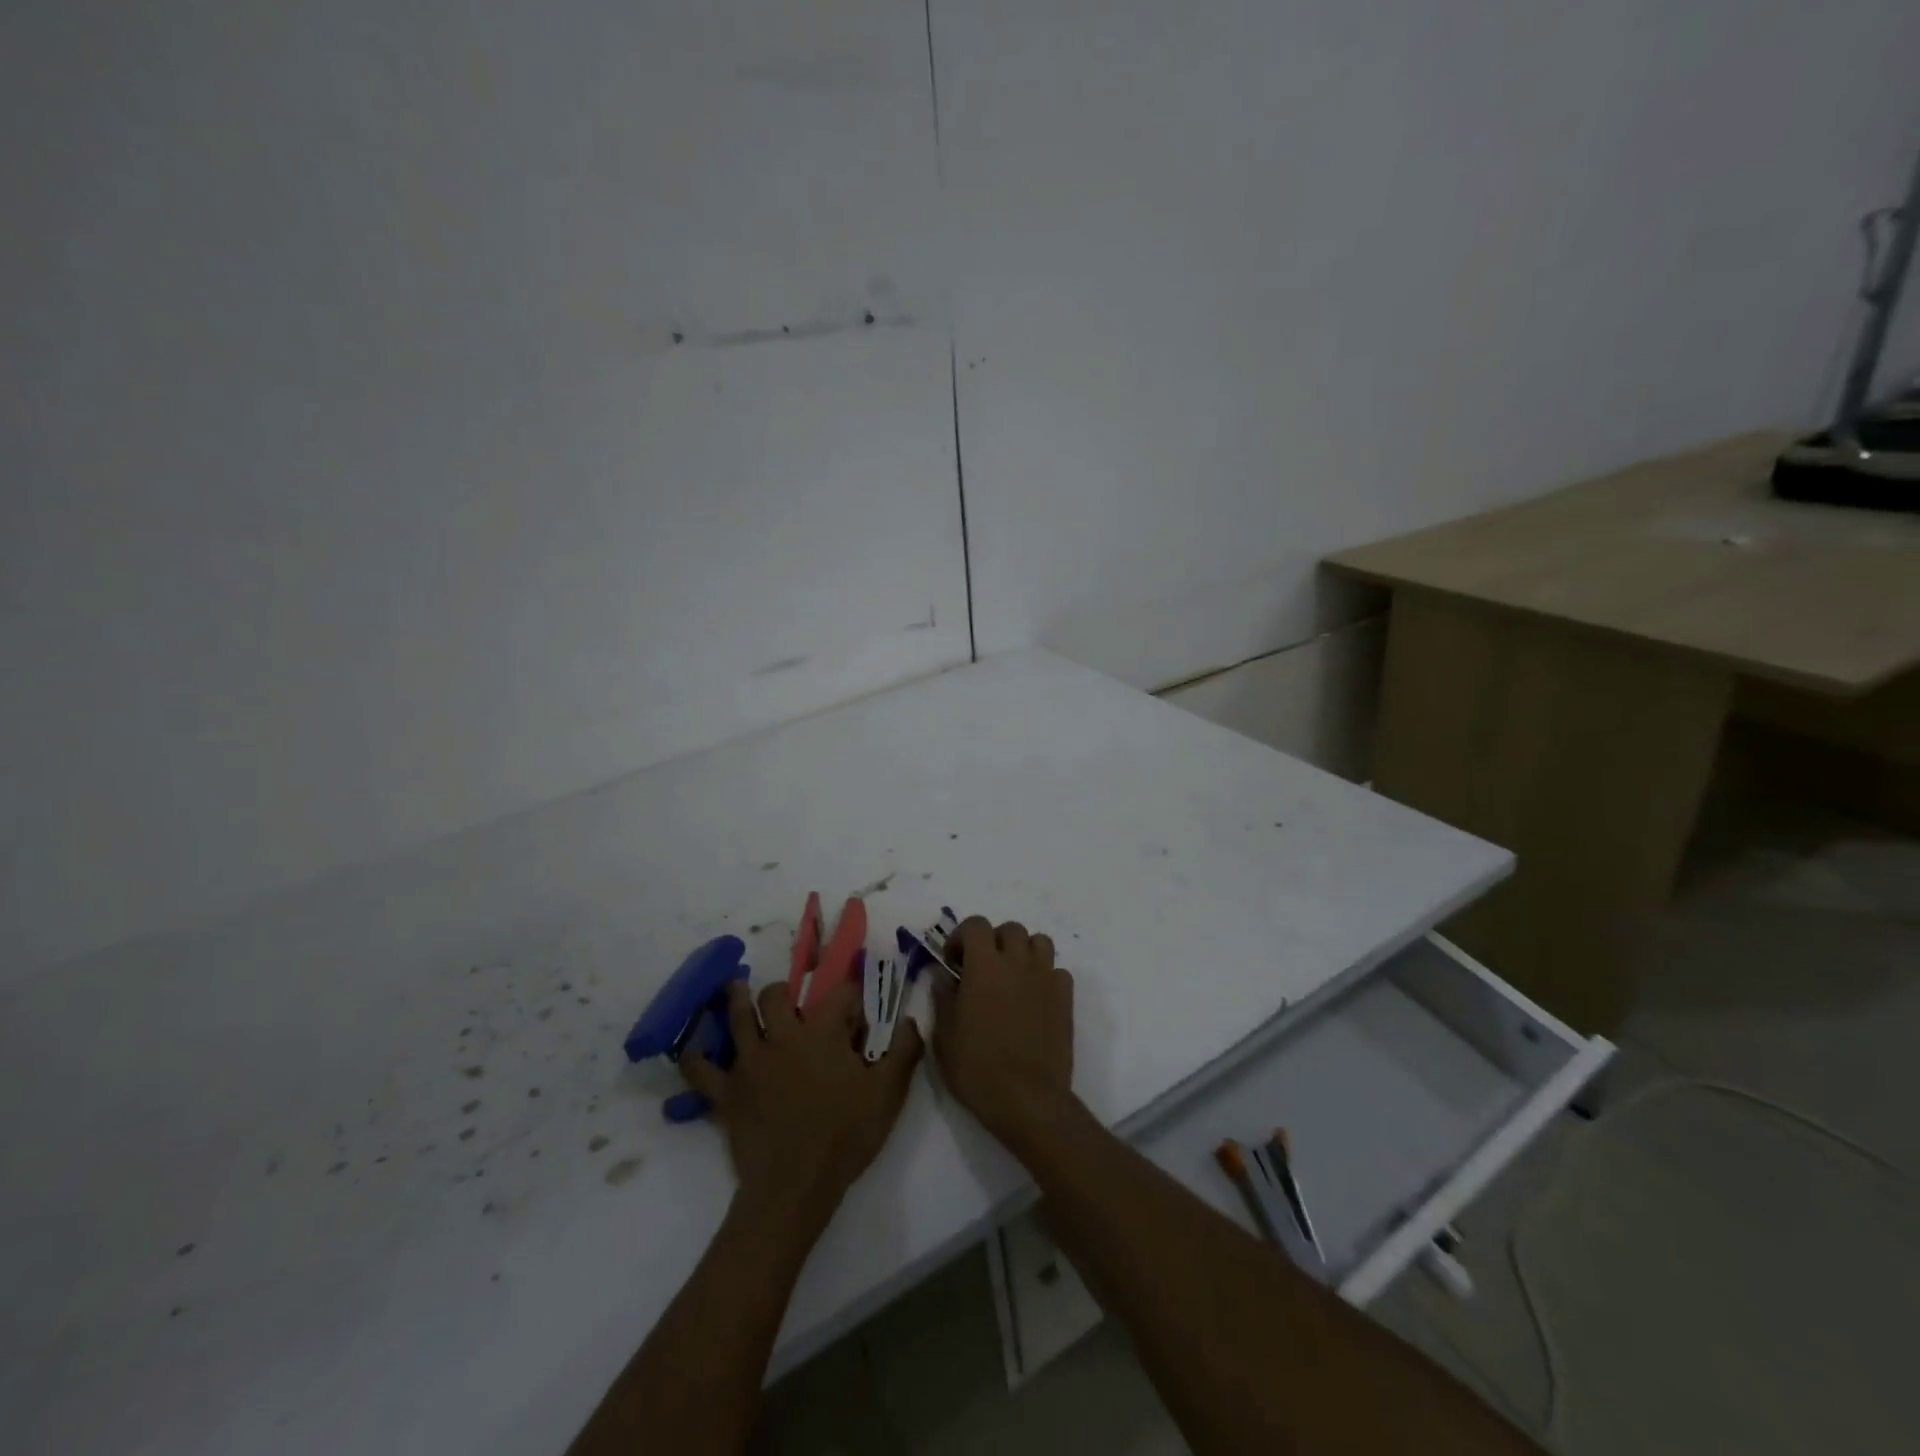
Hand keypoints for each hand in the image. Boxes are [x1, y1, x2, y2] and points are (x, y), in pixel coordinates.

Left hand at [682, 980, 922, 1226]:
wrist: (795, 1187)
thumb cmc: (845, 1136)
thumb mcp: (888, 1094)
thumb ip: (904, 1051)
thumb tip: (910, 1019)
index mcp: (822, 1032)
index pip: (838, 993)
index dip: (850, 994)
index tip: (857, 1007)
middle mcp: (782, 1036)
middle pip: (776, 995)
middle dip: (784, 991)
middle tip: (791, 1001)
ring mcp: (749, 1062)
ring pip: (736, 1017)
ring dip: (736, 999)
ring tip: (736, 987)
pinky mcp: (727, 1091)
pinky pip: (700, 1067)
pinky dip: (695, 1053)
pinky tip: (695, 1043)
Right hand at [931, 918, 1075, 1144]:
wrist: (1027, 1099)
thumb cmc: (977, 1067)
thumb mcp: (944, 1036)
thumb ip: (942, 997)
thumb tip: (943, 975)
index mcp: (984, 966)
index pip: (975, 924)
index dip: (961, 936)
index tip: (953, 962)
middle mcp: (1018, 962)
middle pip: (1010, 929)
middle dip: (994, 941)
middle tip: (982, 968)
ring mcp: (1045, 978)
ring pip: (1040, 942)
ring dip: (1024, 951)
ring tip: (1012, 977)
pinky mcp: (1065, 999)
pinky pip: (1058, 972)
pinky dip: (1046, 977)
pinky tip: (1035, 999)